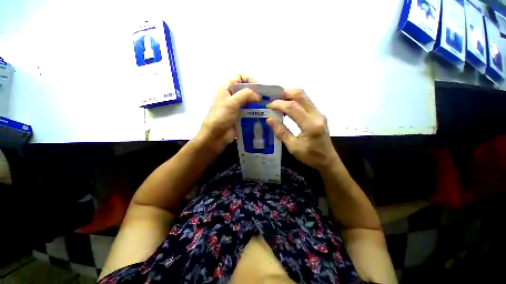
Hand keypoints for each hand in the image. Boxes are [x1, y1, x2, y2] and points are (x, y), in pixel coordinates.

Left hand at [198, 75, 260, 152]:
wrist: (215, 137)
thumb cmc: (220, 117)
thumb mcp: (231, 103)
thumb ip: (245, 95)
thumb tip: (258, 95)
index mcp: (226, 89)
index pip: (238, 77)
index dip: (248, 79)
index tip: (258, 87)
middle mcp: (231, 97)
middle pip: (245, 90)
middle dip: (255, 92)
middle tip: (265, 98)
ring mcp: (236, 108)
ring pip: (249, 101)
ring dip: (257, 103)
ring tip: (266, 107)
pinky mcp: (240, 117)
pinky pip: (249, 112)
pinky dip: (256, 112)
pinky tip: (262, 115)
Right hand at [267, 89, 338, 170]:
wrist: (328, 160)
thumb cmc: (310, 156)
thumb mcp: (293, 147)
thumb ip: (281, 132)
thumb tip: (269, 119)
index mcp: (310, 125)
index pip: (292, 107)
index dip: (278, 104)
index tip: (268, 106)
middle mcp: (317, 115)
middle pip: (300, 95)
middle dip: (284, 93)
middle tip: (272, 97)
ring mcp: (319, 113)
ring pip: (304, 96)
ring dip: (289, 95)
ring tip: (277, 100)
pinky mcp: (318, 114)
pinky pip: (305, 101)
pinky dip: (294, 100)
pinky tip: (286, 106)